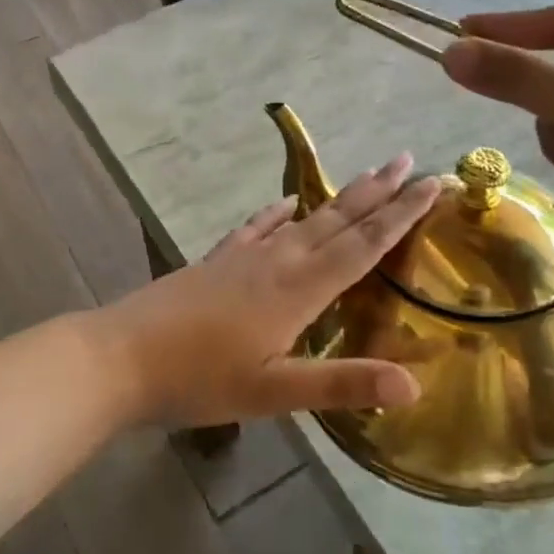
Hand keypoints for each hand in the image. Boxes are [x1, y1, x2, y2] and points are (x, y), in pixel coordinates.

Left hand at [100, 158, 440, 427]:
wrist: (120, 357)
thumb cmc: (198, 380)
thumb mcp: (273, 392)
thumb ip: (341, 384)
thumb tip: (414, 383)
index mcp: (297, 289)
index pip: (361, 245)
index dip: (400, 215)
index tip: (432, 183)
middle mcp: (276, 261)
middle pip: (337, 220)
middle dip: (378, 192)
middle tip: (410, 160)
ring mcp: (242, 257)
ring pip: (302, 219)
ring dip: (338, 198)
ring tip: (366, 176)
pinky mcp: (216, 262)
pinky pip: (255, 227)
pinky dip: (275, 213)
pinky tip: (285, 204)